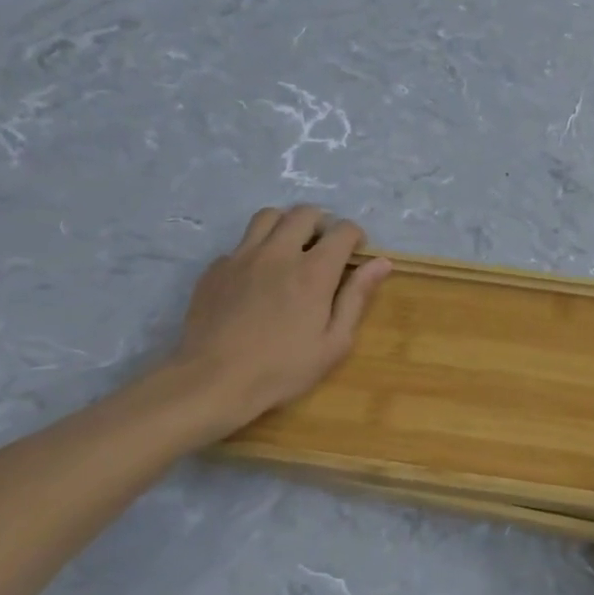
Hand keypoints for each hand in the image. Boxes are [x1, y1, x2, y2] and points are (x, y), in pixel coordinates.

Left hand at [167, 207, 390, 437]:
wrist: (213, 381)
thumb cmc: (283, 368)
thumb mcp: (334, 342)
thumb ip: (357, 297)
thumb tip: (381, 263)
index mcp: (314, 271)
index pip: (343, 230)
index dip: (355, 236)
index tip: (356, 254)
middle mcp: (279, 253)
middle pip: (305, 213)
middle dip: (322, 223)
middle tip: (325, 248)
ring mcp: (242, 257)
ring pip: (268, 216)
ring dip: (286, 225)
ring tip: (291, 249)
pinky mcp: (216, 268)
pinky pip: (241, 244)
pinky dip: (256, 250)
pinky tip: (257, 278)